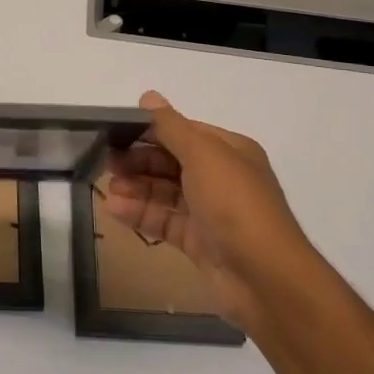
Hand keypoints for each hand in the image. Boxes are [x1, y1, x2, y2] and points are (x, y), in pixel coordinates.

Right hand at [104, 91, 315, 328]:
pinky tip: (115, 210)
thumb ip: (171, 126)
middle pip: (172, 162)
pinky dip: (141, 214)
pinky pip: (165, 221)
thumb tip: (148, 96)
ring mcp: (210, 212)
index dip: (150, 130)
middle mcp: (221, 177)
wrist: (265, 277)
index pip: (183, 132)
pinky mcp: (199, 242)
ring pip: (166, 192)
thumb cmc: (235, 203)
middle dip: (140, 160)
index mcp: (229, 151)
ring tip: (109, 188)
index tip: (116, 132)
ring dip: (137, 187)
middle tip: (107, 162)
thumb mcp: (202, 154)